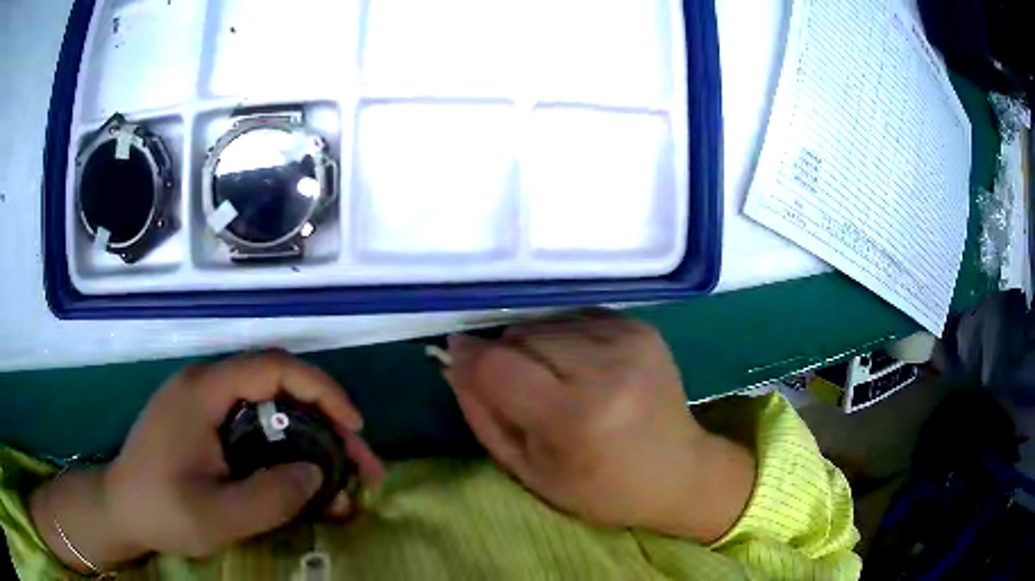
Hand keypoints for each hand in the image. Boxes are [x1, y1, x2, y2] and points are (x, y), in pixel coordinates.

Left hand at [33, 351, 383, 569]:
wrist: (122, 508)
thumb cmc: (161, 509)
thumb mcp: (216, 516)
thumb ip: (270, 497)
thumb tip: (318, 473)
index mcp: (203, 392)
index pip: (272, 368)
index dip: (321, 390)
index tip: (355, 428)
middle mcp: (207, 386)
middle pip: (278, 386)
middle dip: (327, 422)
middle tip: (359, 464)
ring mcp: (205, 404)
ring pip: (270, 408)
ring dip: (310, 439)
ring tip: (340, 478)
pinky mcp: (205, 424)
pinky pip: (255, 427)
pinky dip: (286, 450)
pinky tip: (301, 481)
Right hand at [445, 311, 754, 541]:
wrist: (680, 471)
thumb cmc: (601, 488)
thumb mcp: (530, 472)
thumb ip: (484, 417)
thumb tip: (455, 363)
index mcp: (575, 418)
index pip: (500, 366)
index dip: (470, 357)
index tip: (456, 355)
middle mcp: (605, 368)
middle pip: (522, 335)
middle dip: (504, 355)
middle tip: (517, 388)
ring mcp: (629, 340)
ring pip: (547, 322)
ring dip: (535, 346)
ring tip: (554, 381)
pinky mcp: (641, 327)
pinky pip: (577, 317)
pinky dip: (564, 337)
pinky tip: (580, 367)